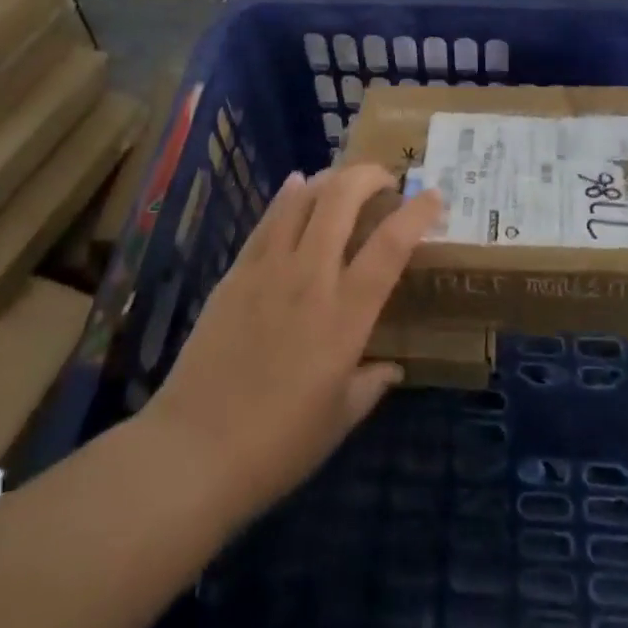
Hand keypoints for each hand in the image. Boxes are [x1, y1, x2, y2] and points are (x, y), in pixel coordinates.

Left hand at [141, 164, 440, 525]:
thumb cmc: (277, 446)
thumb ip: (371, 385)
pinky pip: (268, 218)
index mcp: (345, 315)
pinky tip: (297, 185)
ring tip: (345, 181)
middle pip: (342, 198)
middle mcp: (311, 277)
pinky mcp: (236, 272)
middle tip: (385, 180)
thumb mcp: (339, 420)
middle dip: (369, 175)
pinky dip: (289, 194)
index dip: (417, 213)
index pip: (390, 246)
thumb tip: (392, 368)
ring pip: (304, 197)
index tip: (433, 195)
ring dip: (330, 178)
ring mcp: (269, 268)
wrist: (193, 452)